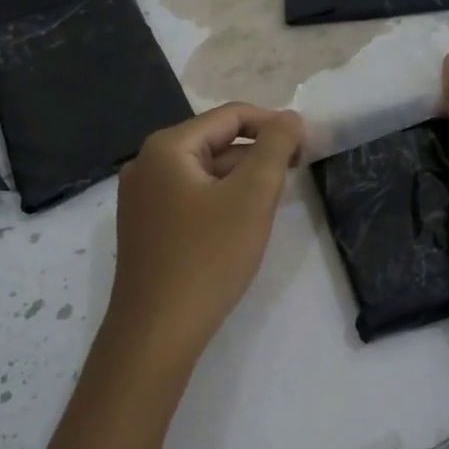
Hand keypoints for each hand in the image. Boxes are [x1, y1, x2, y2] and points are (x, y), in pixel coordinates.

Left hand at [104, 103, 304, 372]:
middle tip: (295, 174)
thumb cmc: (208, 258)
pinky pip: (190, 197)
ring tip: (274, 200)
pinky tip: (242, 223)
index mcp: (167, 147)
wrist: (156, 332)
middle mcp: (146, 164)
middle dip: (257, 154)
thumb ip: (275, 148)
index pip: (229, 115)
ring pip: (203, 172)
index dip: (273, 124)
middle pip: (214, 141)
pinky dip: (220, 200)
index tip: (307, 146)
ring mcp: (141, 198)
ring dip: (241, 178)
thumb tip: (290, 117)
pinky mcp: (145, 227)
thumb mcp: (252, 197)